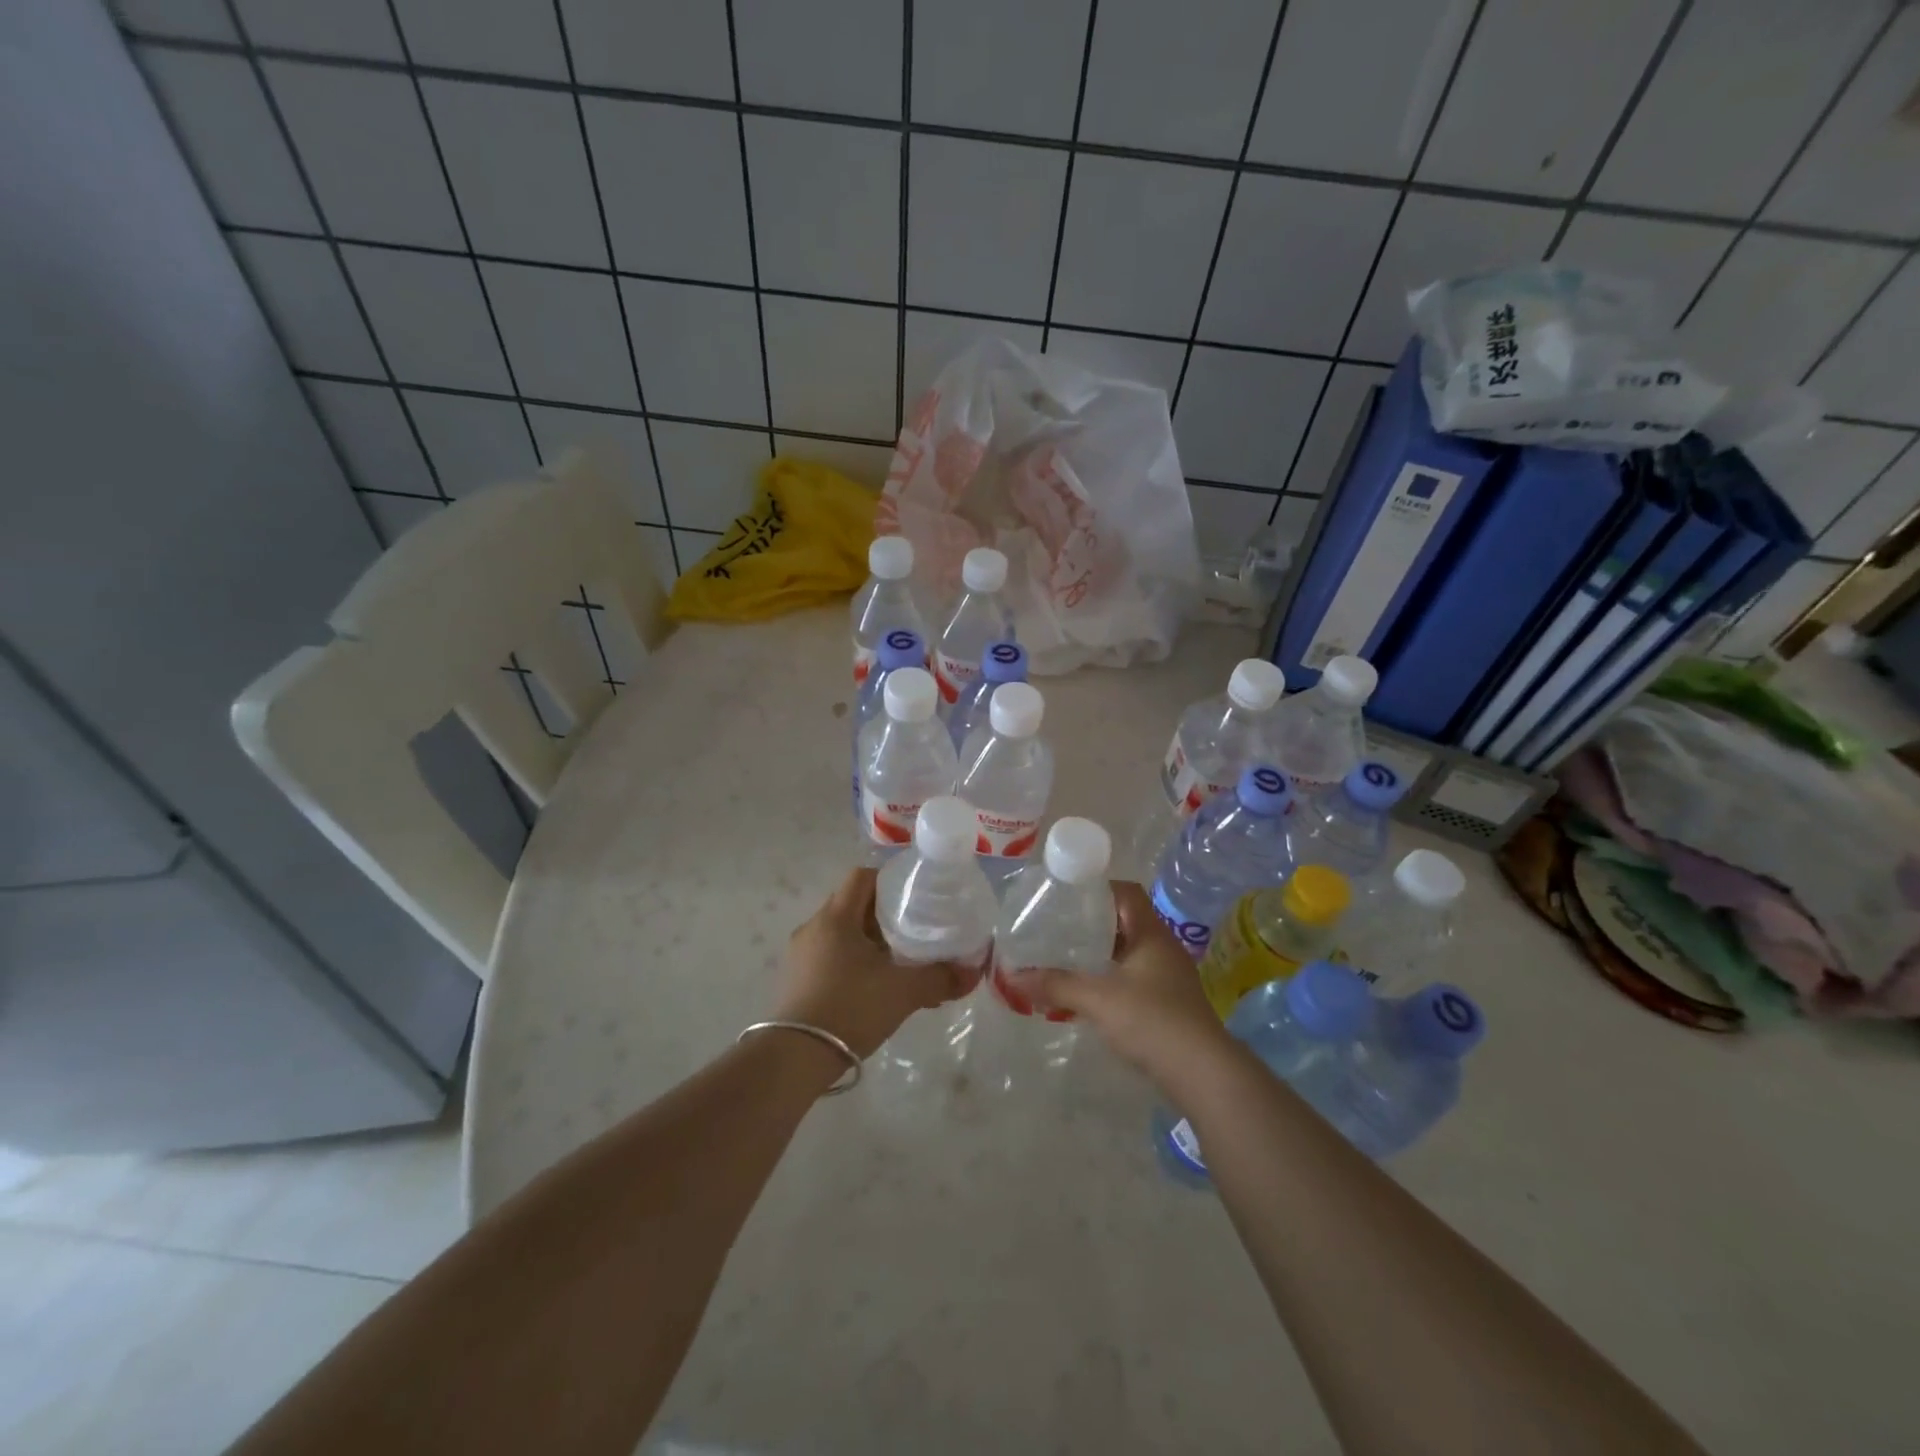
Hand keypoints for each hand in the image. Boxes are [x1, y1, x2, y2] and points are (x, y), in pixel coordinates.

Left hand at [772, 867, 976, 1059]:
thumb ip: (940, 978)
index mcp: (836, 917)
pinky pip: (829, 958)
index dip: (889, 881)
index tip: (915, 897)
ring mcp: (800, 956)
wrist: (795, 1059)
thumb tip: (973, 972)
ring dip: (869, 942)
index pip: (861, 877)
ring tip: (898, 963)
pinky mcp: (795, 982)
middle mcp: (813, 928)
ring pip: (841, 934)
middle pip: (852, 905)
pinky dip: (853, 963)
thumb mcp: (903, 991)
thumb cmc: (850, 1008)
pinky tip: (873, 989)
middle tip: (914, 931)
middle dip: (884, 916)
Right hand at [1018, 881, 1237, 1091]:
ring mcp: (1167, 977)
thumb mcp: (1098, 999)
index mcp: (1151, 933)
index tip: (1065, 897)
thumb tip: (1012, 976)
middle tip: (1056, 928)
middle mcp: (1162, 948)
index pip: (1127, 892)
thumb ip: (1055, 985)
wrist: (1202, 1074)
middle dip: (1090, 924)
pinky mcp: (1167, 1003)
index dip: (1097, 889)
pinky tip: (1086, 993)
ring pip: (1127, 952)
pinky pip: (1131, 978)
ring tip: (1064, 958)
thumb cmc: (1152, 1021)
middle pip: (1124, 921)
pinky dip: (1108, 978)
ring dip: (1098, 954)